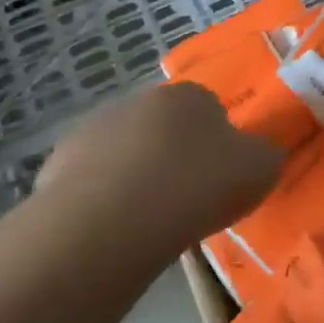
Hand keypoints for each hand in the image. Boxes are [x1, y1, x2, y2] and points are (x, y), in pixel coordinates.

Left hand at [35, 82, 283, 244]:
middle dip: (174, 156)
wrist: (113, 218)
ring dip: (136, 175)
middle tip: (186, 199)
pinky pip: (91, 180)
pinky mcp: (58, 163)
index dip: (217, 144)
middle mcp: (140, 100)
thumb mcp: (260, 170)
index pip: (210, 109)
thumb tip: (259, 152)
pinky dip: (103, 198)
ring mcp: (93, 128)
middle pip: (164, 128)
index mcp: (190, 95)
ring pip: (125, 152)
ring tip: (148, 220)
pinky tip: (114, 228)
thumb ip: (265, 155)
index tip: (220, 178)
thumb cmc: (198, 185)